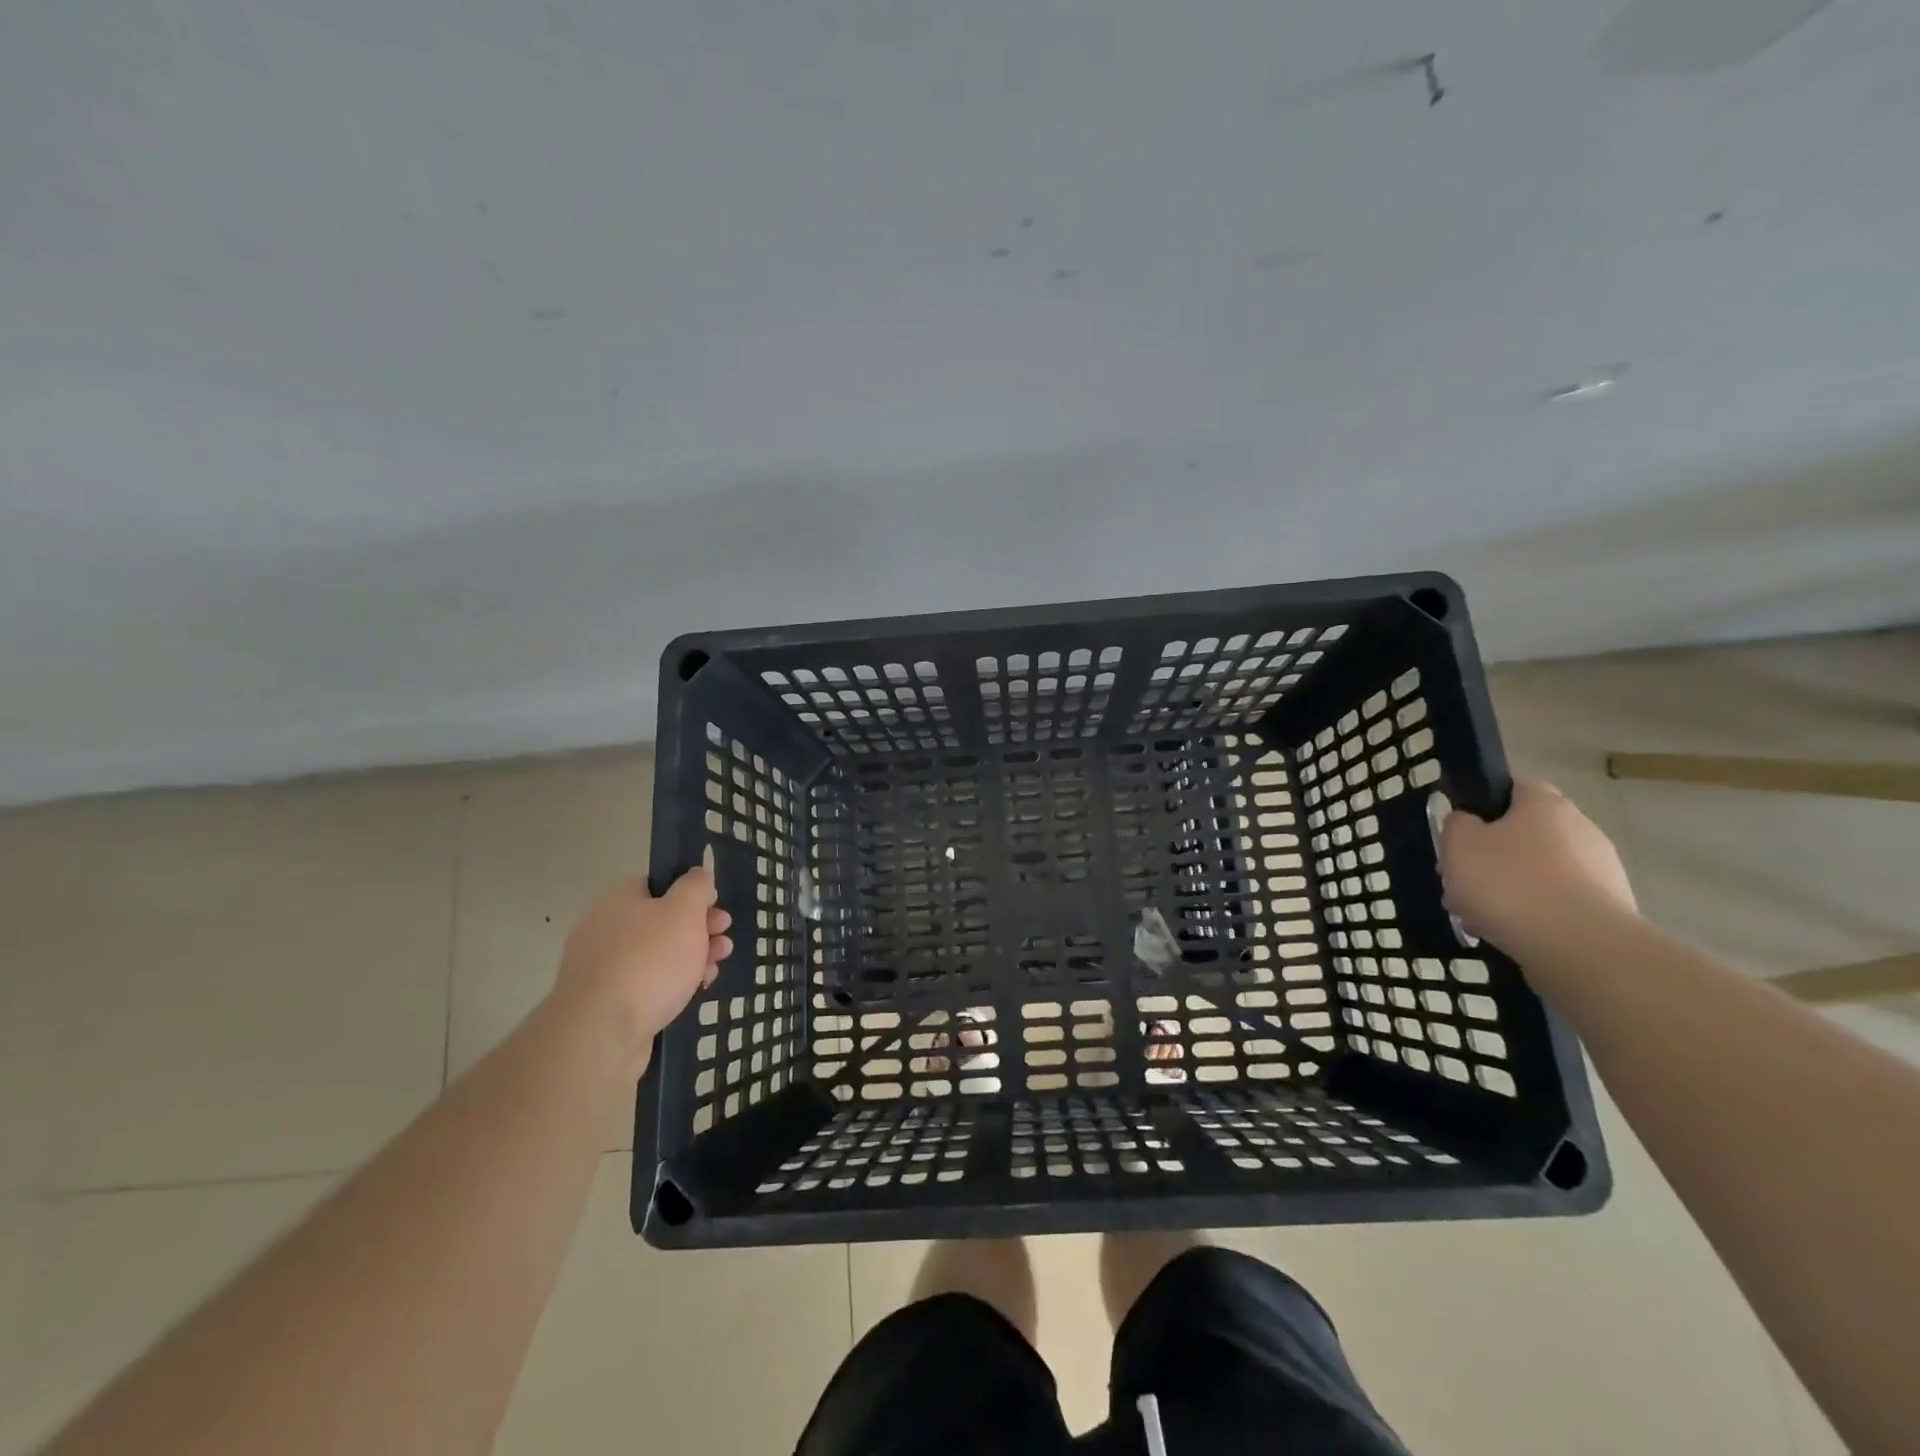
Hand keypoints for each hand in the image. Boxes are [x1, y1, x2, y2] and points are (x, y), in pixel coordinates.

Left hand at [555, 854, 732, 1060]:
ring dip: (692, 957)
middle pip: (661, 920)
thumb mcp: (685, 911)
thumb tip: (698, 874)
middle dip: (699, 928)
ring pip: (658, 954)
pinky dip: (673, 984)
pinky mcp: (607, 1002)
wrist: (601, 1032)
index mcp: (619, 899)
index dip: (691, 892)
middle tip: (724, 938)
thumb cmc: (650, 960)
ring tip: (716, 968)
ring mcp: (603, 967)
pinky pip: (647, 983)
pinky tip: (695, 991)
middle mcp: (605, 928)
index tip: (716, 906)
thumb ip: (696, 886)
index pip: (658, 883)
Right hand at [1439, 778, 1637, 965]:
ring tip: (1478, 916)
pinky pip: (1557, 903)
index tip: (1461, 830)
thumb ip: (1457, 824)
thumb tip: (1469, 822)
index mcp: (1545, 804)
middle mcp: (1581, 828)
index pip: (1514, 786)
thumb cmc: (1510, 883)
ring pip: (1538, 871)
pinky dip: (1533, 914)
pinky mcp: (1608, 910)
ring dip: (1509, 888)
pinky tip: (1508, 933)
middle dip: (1492, 855)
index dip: (1484, 804)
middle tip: (1462, 879)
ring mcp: (1601, 871)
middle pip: (1524, 834)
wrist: (1582, 948)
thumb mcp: (1458, 845)